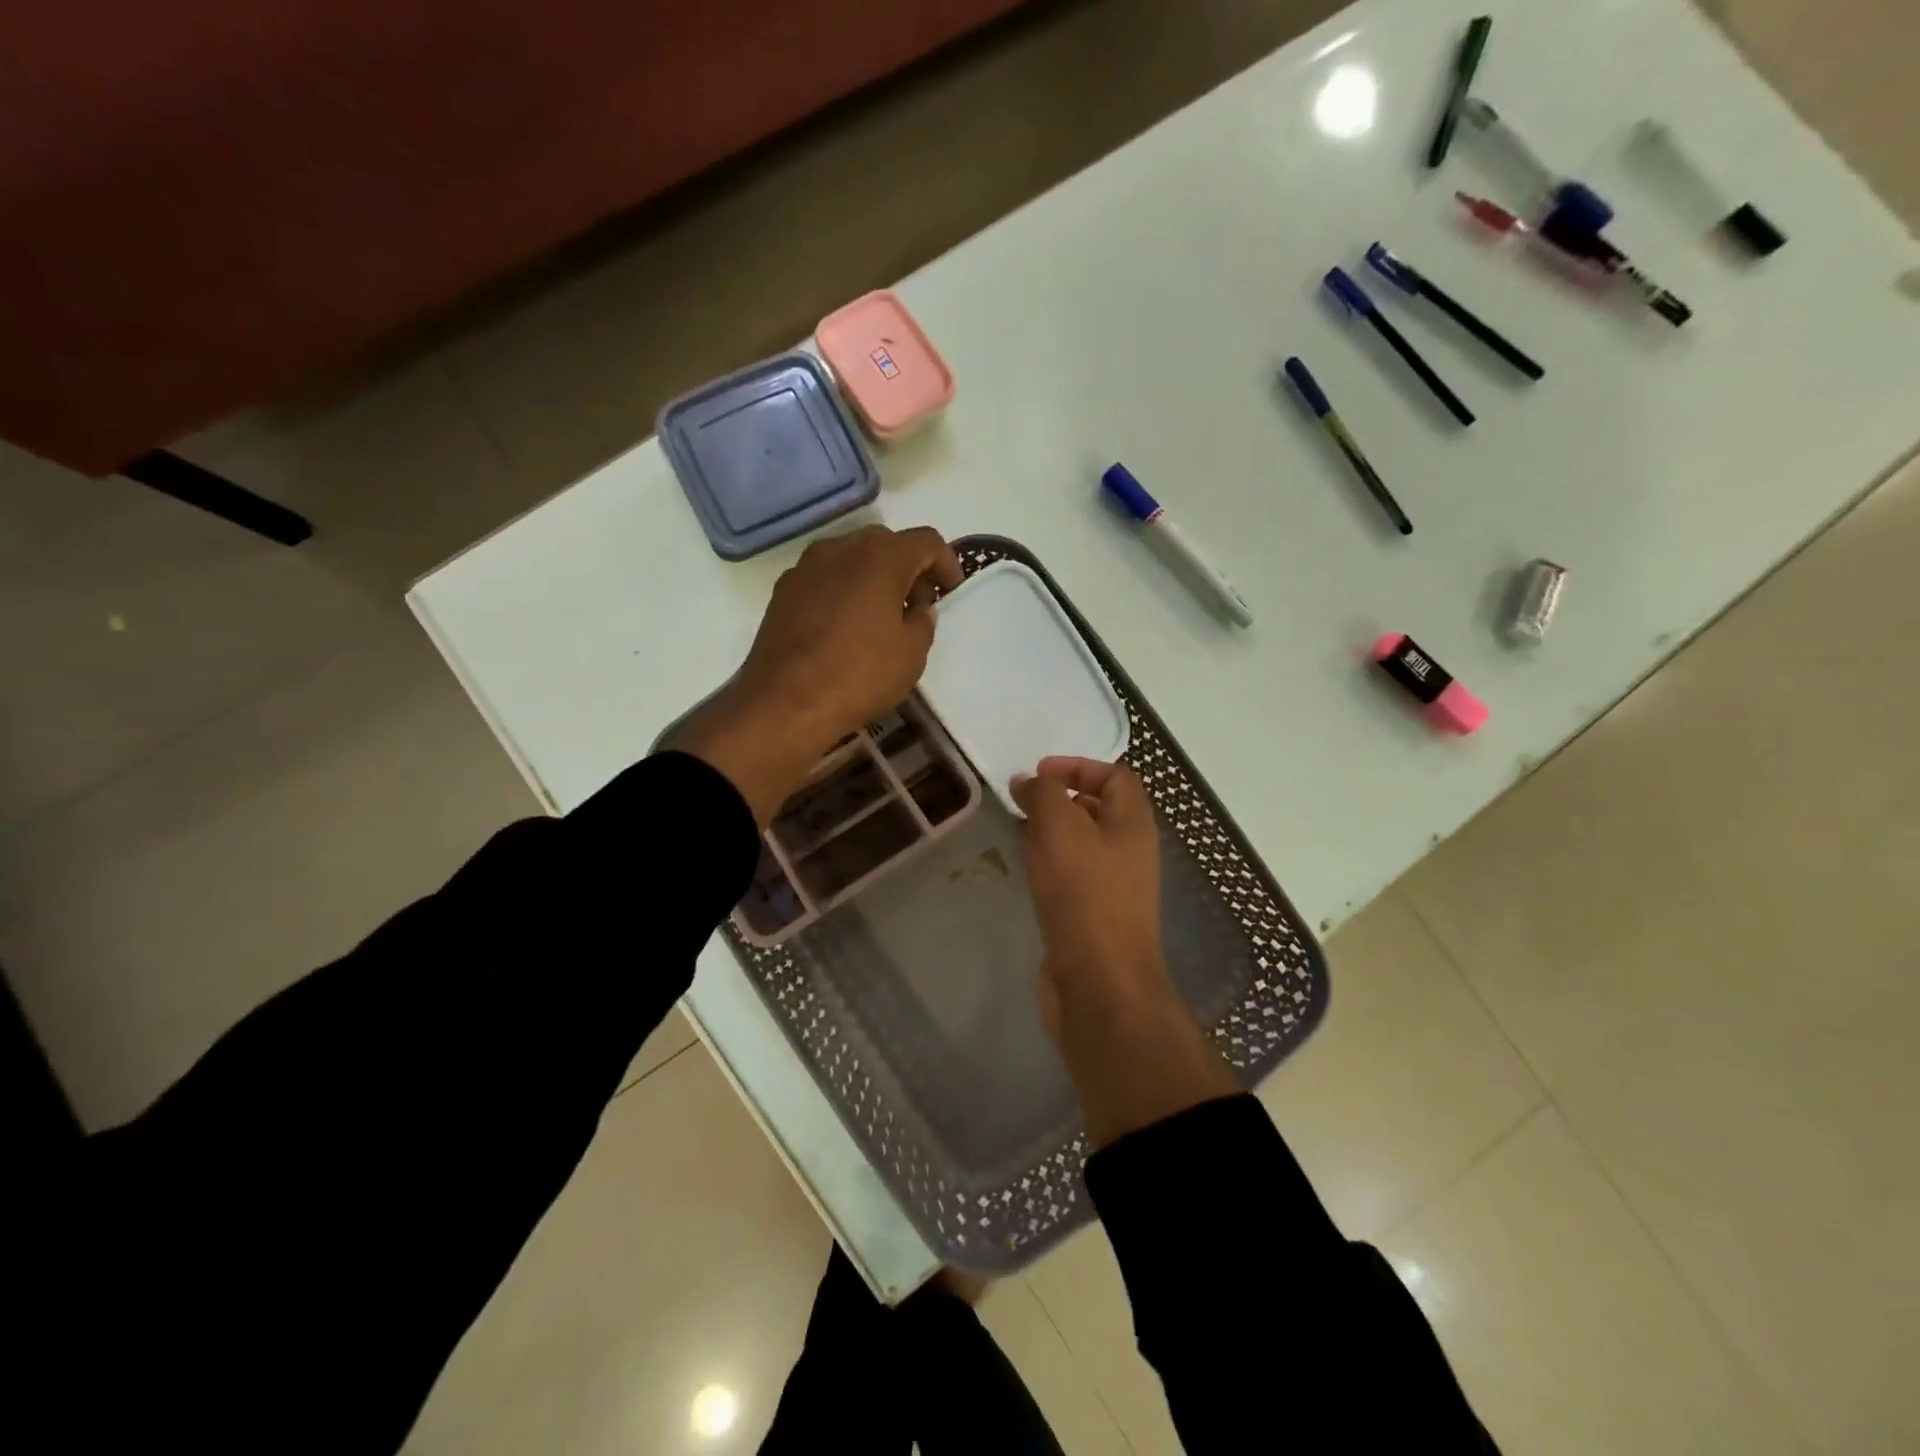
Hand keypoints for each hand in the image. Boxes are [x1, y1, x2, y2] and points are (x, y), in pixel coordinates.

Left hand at [673, 525, 962, 825]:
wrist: (785, 702)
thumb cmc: (859, 675)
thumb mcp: (912, 654)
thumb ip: (923, 621)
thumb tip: (918, 607)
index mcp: (880, 557)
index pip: (926, 541)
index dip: (946, 563)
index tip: (951, 591)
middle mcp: (841, 548)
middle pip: (886, 543)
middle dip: (908, 568)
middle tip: (918, 603)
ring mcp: (806, 567)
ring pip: (851, 558)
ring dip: (873, 577)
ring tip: (881, 615)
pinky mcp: (783, 590)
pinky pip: (825, 578)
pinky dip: (844, 590)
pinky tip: (846, 626)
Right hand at [1014, 757, 1238, 1145]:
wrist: (1099, 982)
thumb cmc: (1084, 894)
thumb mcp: (1060, 827)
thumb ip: (1044, 794)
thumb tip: (1029, 782)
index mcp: (1133, 824)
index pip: (1116, 776)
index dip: (1079, 765)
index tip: (1039, 774)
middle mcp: (1130, 852)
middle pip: (1100, 810)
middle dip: (1061, 799)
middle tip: (1022, 802)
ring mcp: (1114, 888)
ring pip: (1083, 845)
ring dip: (1051, 833)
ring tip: (1017, 831)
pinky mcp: (1094, 918)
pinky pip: (1072, 877)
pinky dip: (1049, 865)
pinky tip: (1025, 871)